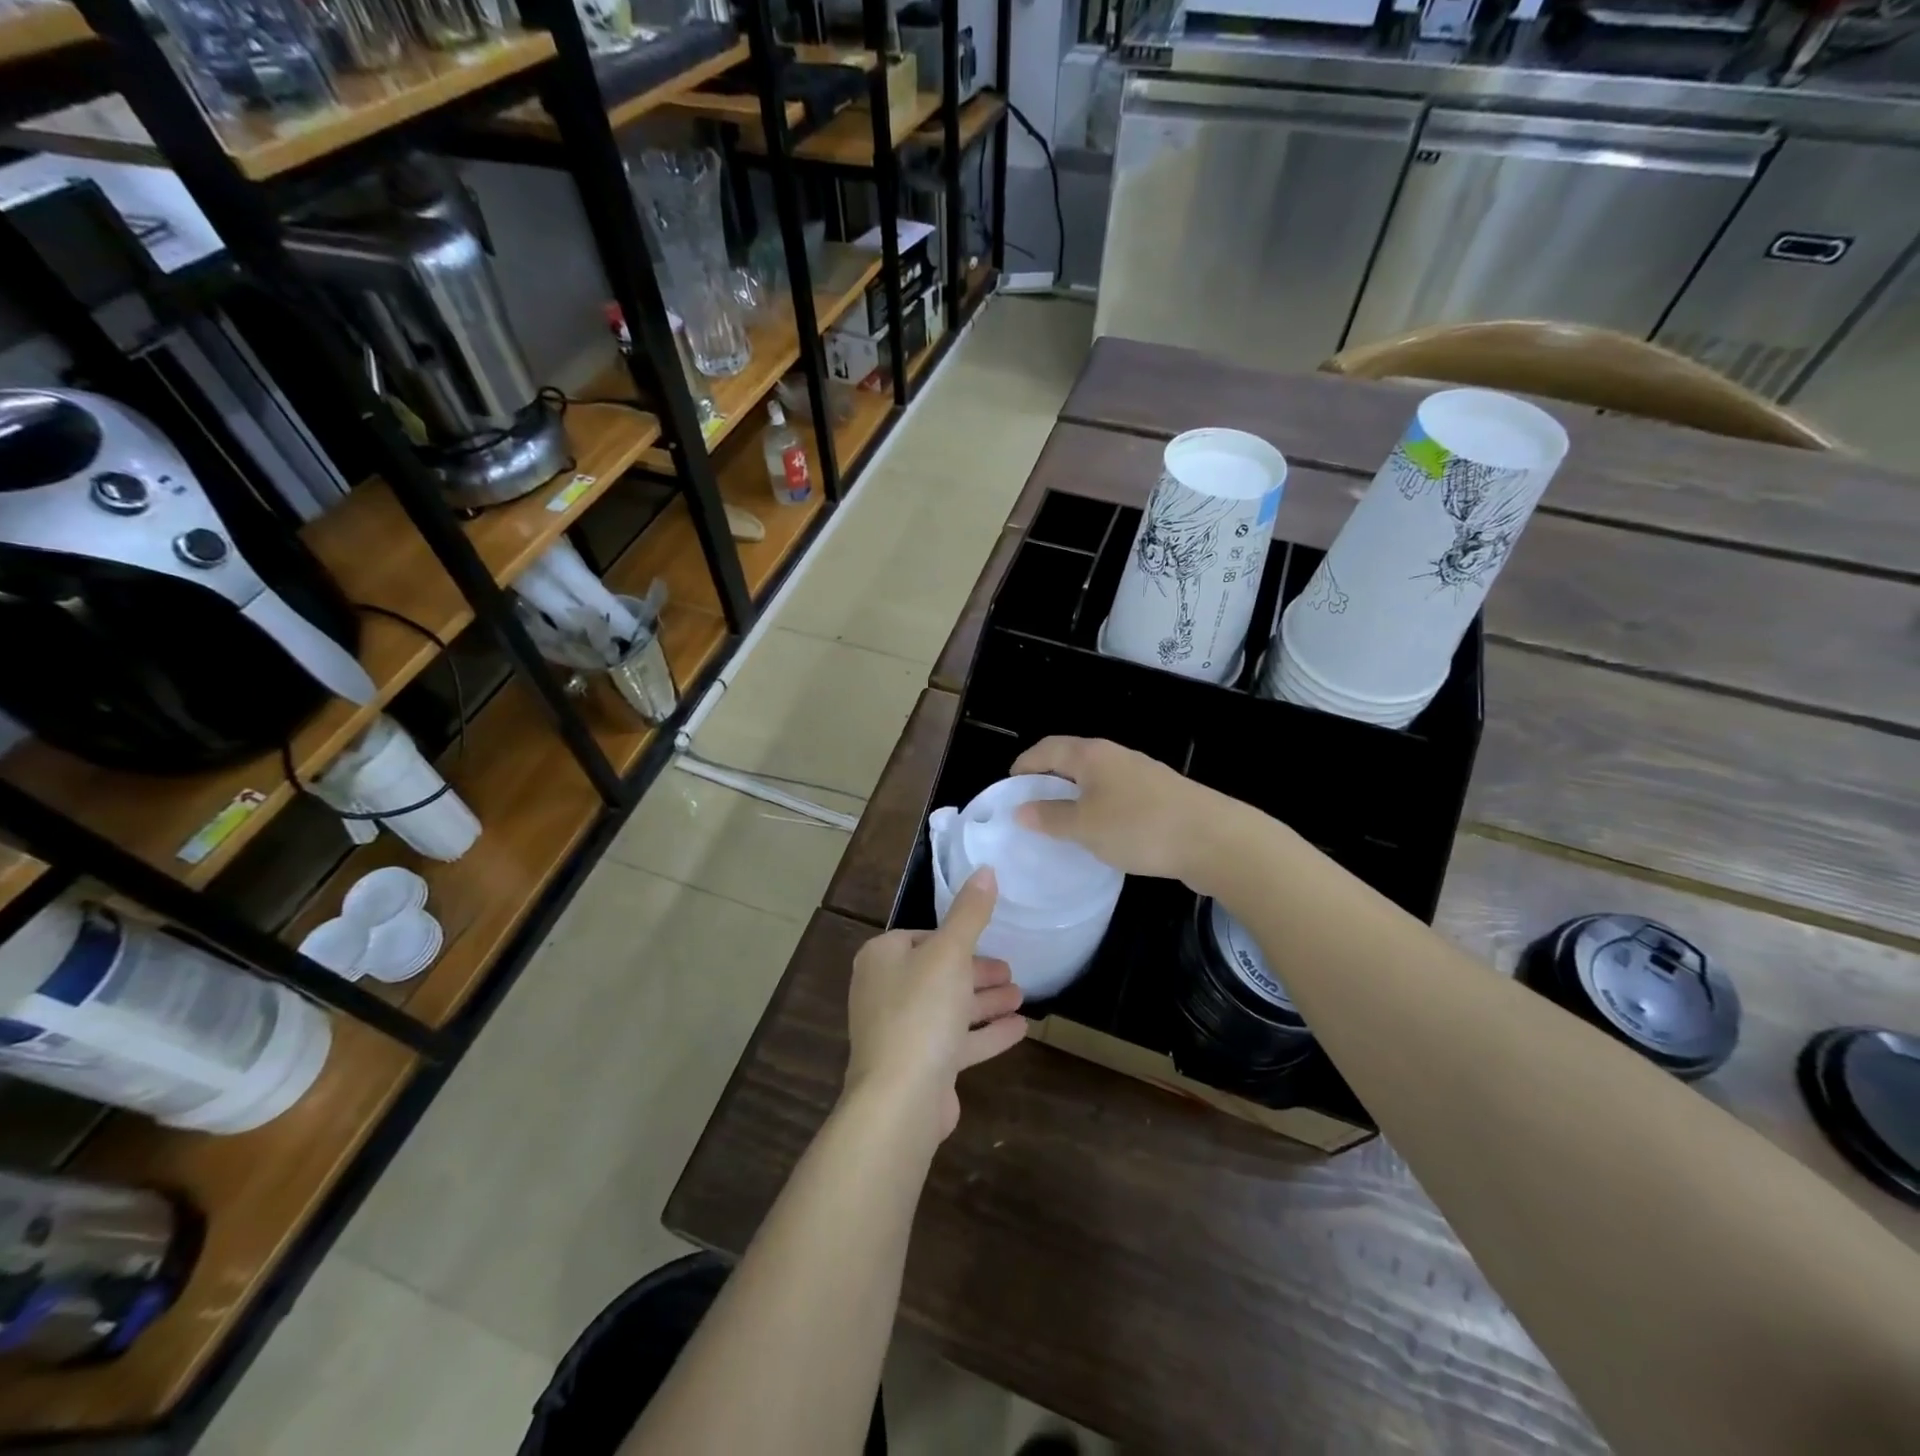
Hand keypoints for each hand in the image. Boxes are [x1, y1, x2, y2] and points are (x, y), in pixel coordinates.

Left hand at [845, 868, 1027, 1140]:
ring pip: (949, 1007)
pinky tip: (1020, 1028)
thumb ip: (970, 912)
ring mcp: (900, 1032)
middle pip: (938, 972)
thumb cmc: (921, 1011)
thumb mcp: (950, 952)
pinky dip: (985, 1032)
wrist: (900, 1098)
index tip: (987, 938)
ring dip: (985, 1000)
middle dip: (976, 971)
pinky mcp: (919, 1066)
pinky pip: (956, 1041)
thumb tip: (986, 869)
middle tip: (1011, 970)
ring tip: (1022, 995)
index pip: (920, 936)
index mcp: (882, 958)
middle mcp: (885, 992)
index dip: (955, 936)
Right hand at [1011, 736, 1237, 883]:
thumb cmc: (1139, 827)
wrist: (1214, 839)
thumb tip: (1021, 809)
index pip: (1046, 748)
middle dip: (1048, 779)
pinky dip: (1099, 807)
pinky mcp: (1160, 795)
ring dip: (1075, 795)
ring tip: (1062, 822)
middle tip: (1031, 806)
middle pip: (1072, 759)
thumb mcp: (1085, 827)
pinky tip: (1101, 833)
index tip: (1009, 786)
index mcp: (1091, 755)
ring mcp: (1141, 774)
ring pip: (1096, 778)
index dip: (1024, 764)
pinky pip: (1117, 795)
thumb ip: (1050, 817)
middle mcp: (1115, 756)